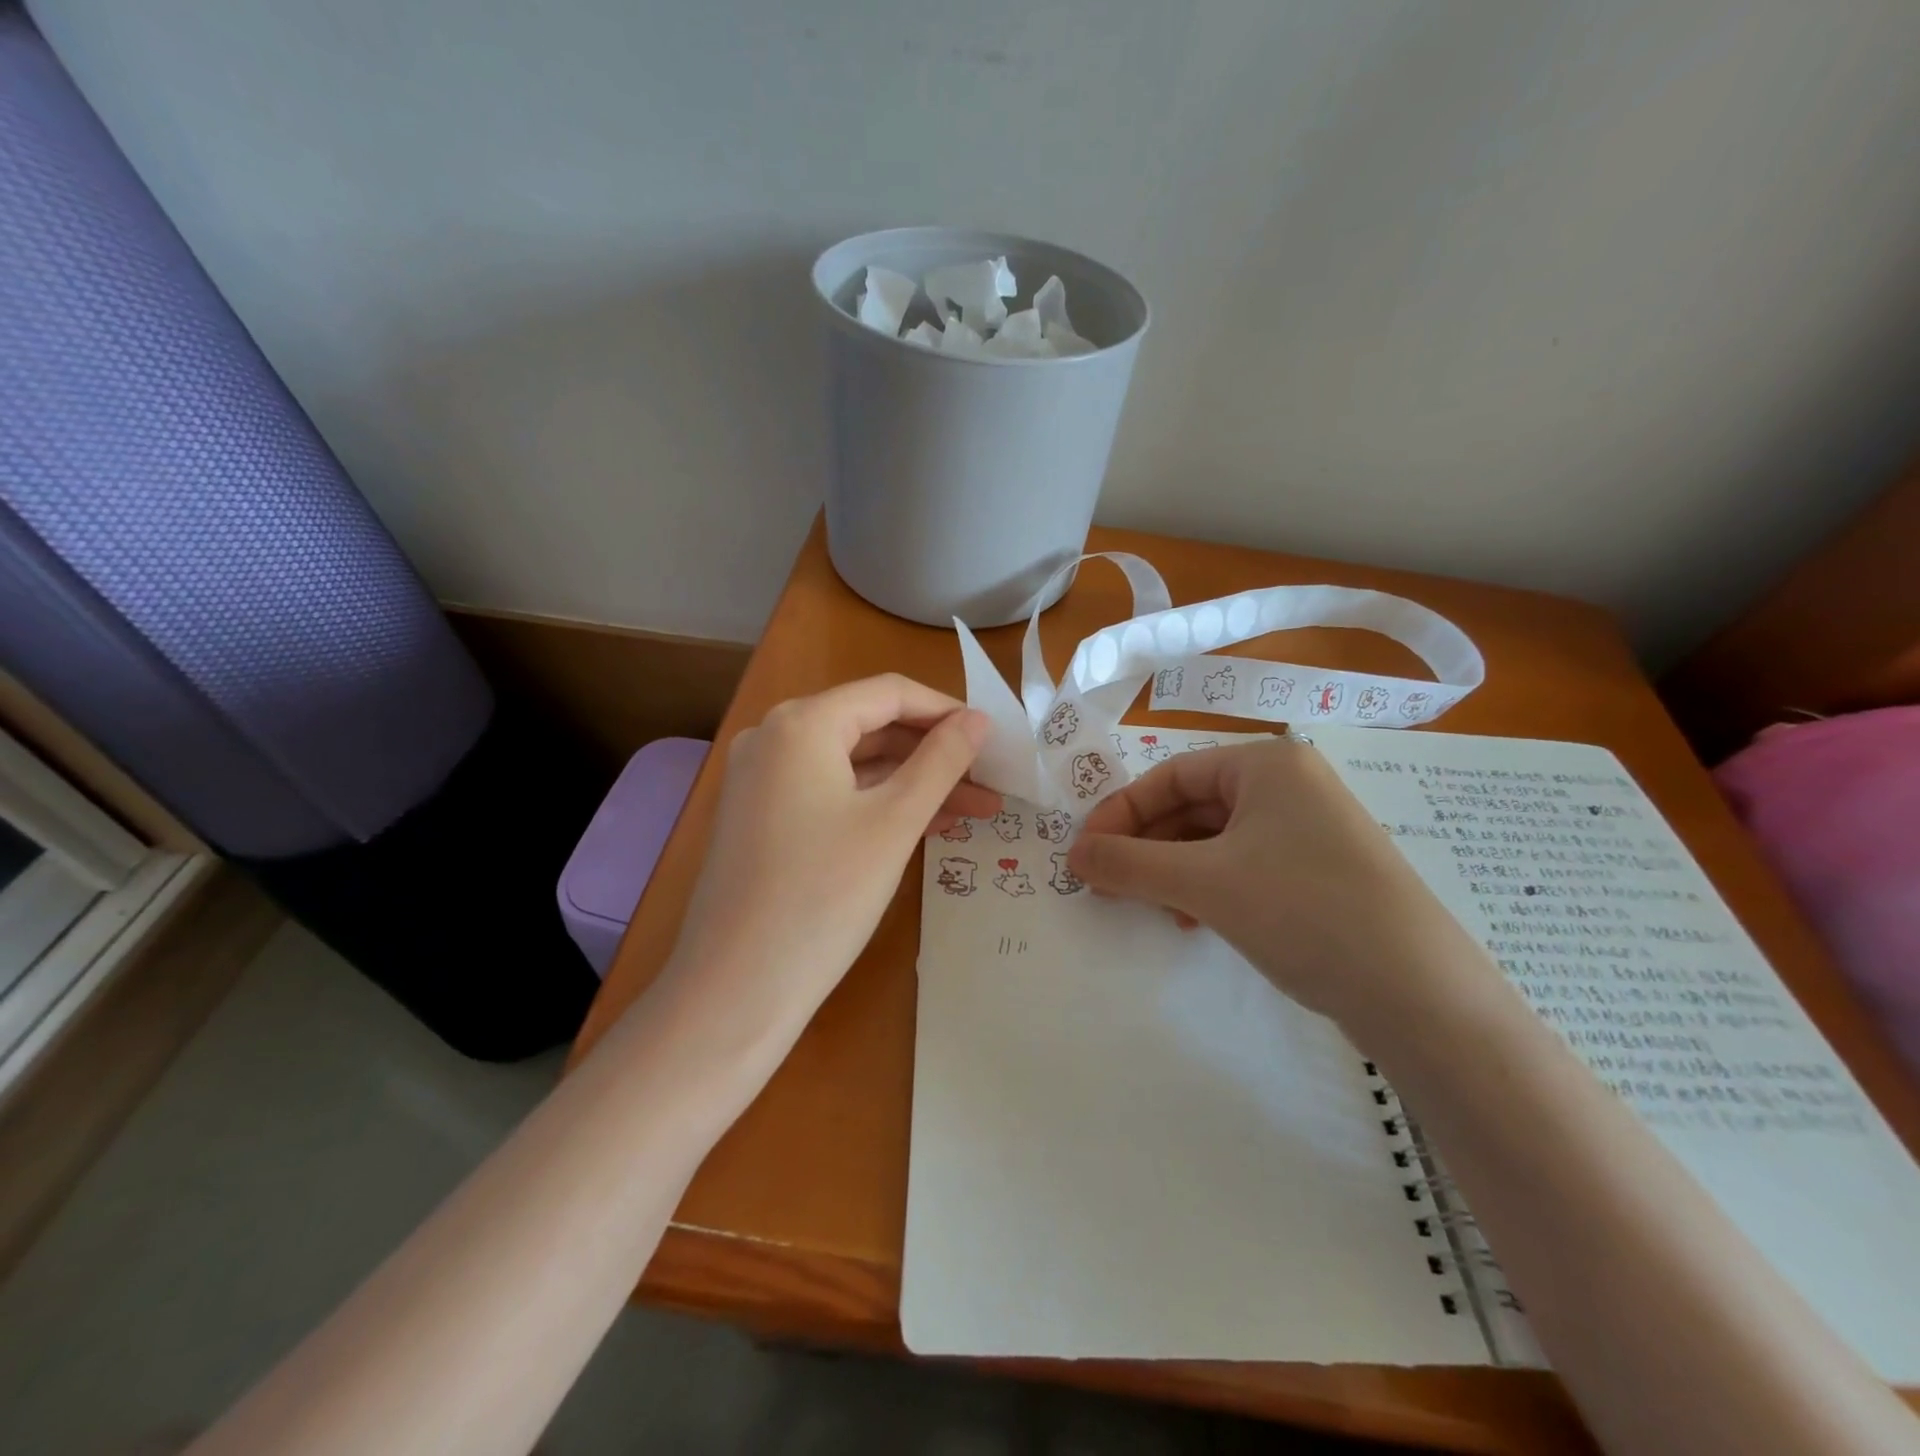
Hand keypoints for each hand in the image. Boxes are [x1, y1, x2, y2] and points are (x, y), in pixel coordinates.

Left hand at [663, 675, 996, 1042]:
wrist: (736, 990)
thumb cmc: (823, 895)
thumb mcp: (894, 822)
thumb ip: (941, 761)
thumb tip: (978, 720)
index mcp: (802, 723)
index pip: (890, 693)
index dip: (947, 711)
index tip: (995, 738)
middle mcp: (775, 737)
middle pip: (872, 727)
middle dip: (935, 753)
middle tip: (991, 780)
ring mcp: (763, 779)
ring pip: (855, 765)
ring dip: (914, 783)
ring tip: (975, 810)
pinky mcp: (763, 818)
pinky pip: (832, 793)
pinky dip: (878, 804)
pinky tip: (927, 825)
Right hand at [1066, 738, 1491, 1028]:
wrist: (1418, 994)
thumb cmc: (1301, 910)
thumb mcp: (1202, 883)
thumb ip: (1128, 864)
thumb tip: (1071, 855)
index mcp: (1266, 764)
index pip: (1170, 775)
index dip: (1120, 812)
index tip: (1084, 853)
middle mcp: (1290, 785)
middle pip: (1191, 806)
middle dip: (1145, 846)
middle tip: (1108, 884)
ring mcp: (1309, 830)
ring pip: (1214, 840)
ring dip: (1172, 871)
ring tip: (1151, 907)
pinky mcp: (1319, 872)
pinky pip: (1243, 866)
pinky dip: (1207, 888)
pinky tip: (1193, 920)